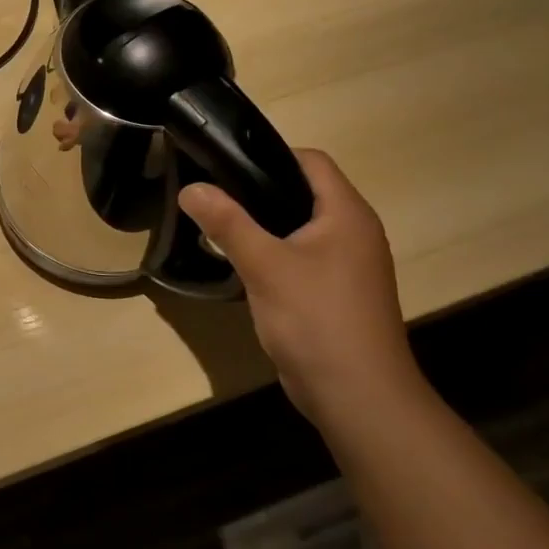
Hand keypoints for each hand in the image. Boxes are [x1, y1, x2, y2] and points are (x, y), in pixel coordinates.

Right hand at [179, 150, 421, 428]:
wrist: (357, 396)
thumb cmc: (316, 319)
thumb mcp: (264, 265)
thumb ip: (227, 222)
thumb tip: (190, 187)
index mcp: (347, 214)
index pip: (311, 161)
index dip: (269, 153)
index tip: (224, 163)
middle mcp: (353, 232)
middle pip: (303, 191)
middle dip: (258, 188)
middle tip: (212, 193)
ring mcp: (347, 265)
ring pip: (300, 226)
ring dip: (263, 223)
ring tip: (218, 223)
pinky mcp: (335, 292)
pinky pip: (301, 256)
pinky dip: (273, 252)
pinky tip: (241, 262)